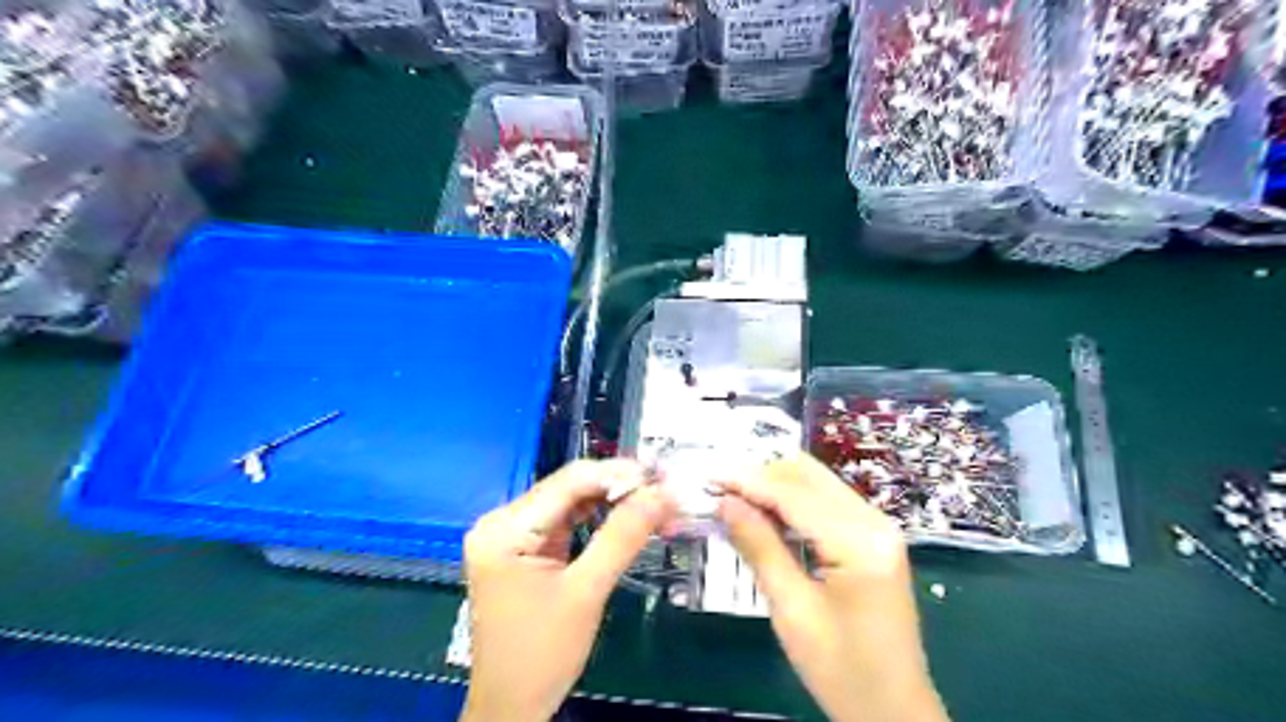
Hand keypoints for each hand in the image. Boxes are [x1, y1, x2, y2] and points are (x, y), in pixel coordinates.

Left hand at [460, 461, 672, 718]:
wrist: (510, 708)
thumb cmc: (541, 655)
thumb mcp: (586, 592)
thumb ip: (623, 536)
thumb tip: (662, 493)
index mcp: (503, 528)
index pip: (568, 481)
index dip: (618, 474)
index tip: (661, 476)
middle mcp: (501, 521)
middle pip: (568, 488)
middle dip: (619, 488)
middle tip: (665, 492)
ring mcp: (510, 535)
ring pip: (570, 502)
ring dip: (613, 503)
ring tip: (655, 504)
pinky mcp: (523, 550)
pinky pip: (565, 522)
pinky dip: (598, 520)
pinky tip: (628, 519)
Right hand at [719, 457, 947, 721]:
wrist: (893, 711)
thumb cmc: (842, 670)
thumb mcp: (793, 611)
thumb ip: (759, 548)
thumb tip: (725, 502)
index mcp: (861, 542)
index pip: (795, 494)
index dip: (748, 480)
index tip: (708, 474)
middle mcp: (875, 522)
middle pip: (809, 476)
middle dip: (761, 475)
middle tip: (718, 486)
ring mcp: (877, 528)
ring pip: (816, 484)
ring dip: (774, 485)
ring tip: (733, 497)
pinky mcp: (871, 538)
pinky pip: (825, 503)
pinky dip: (791, 502)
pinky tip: (764, 514)